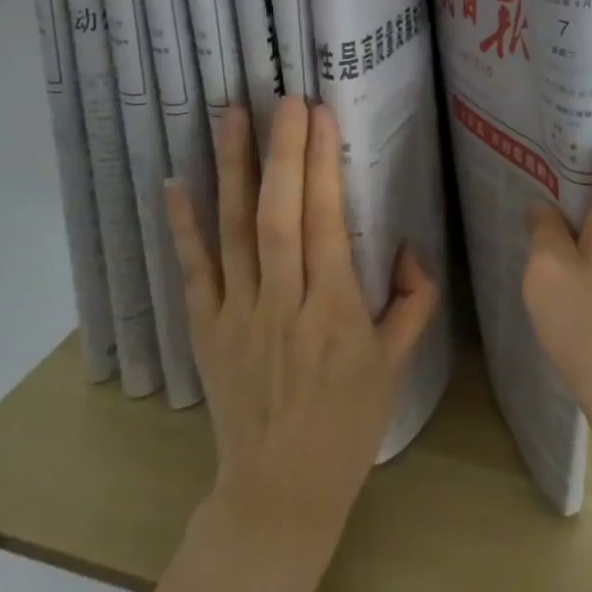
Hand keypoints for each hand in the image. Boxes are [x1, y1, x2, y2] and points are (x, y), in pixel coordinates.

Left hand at [166, 98, 438, 558]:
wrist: (280, 492)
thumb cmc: (348, 425)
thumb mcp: (397, 365)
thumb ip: (414, 299)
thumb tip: (408, 244)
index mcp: (335, 312)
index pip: (326, 223)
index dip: (322, 165)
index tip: (320, 116)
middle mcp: (283, 305)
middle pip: (280, 216)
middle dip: (284, 152)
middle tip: (285, 99)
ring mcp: (237, 316)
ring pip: (234, 231)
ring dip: (234, 170)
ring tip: (232, 116)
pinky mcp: (206, 330)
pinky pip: (194, 271)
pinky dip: (184, 226)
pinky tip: (177, 182)